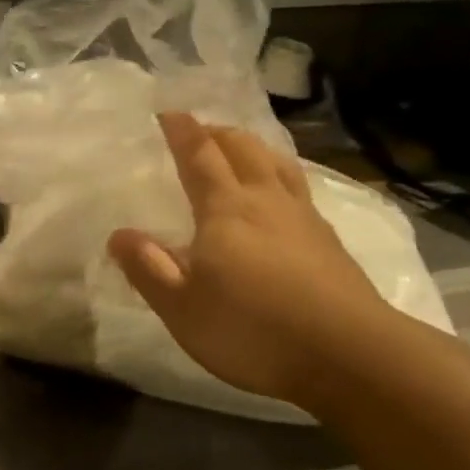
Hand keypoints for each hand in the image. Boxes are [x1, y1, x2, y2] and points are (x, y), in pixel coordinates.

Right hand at [108, 113, 398, 409]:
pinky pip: (300, 190)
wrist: (350, 356)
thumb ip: (148, 269)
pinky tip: (282, 198)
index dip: (183, 132)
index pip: (200, 156)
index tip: (169, 113)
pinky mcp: (330, 242)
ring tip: (242, 150)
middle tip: (201, 130)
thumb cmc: (253, 329)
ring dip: (254, 148)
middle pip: (244, 149)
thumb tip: (119, 235)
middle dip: (218, 133)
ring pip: (278, 165)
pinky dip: (282, 176)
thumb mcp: (182, 308)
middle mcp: (266, 201)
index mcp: (225, 210)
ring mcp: (304, 219)